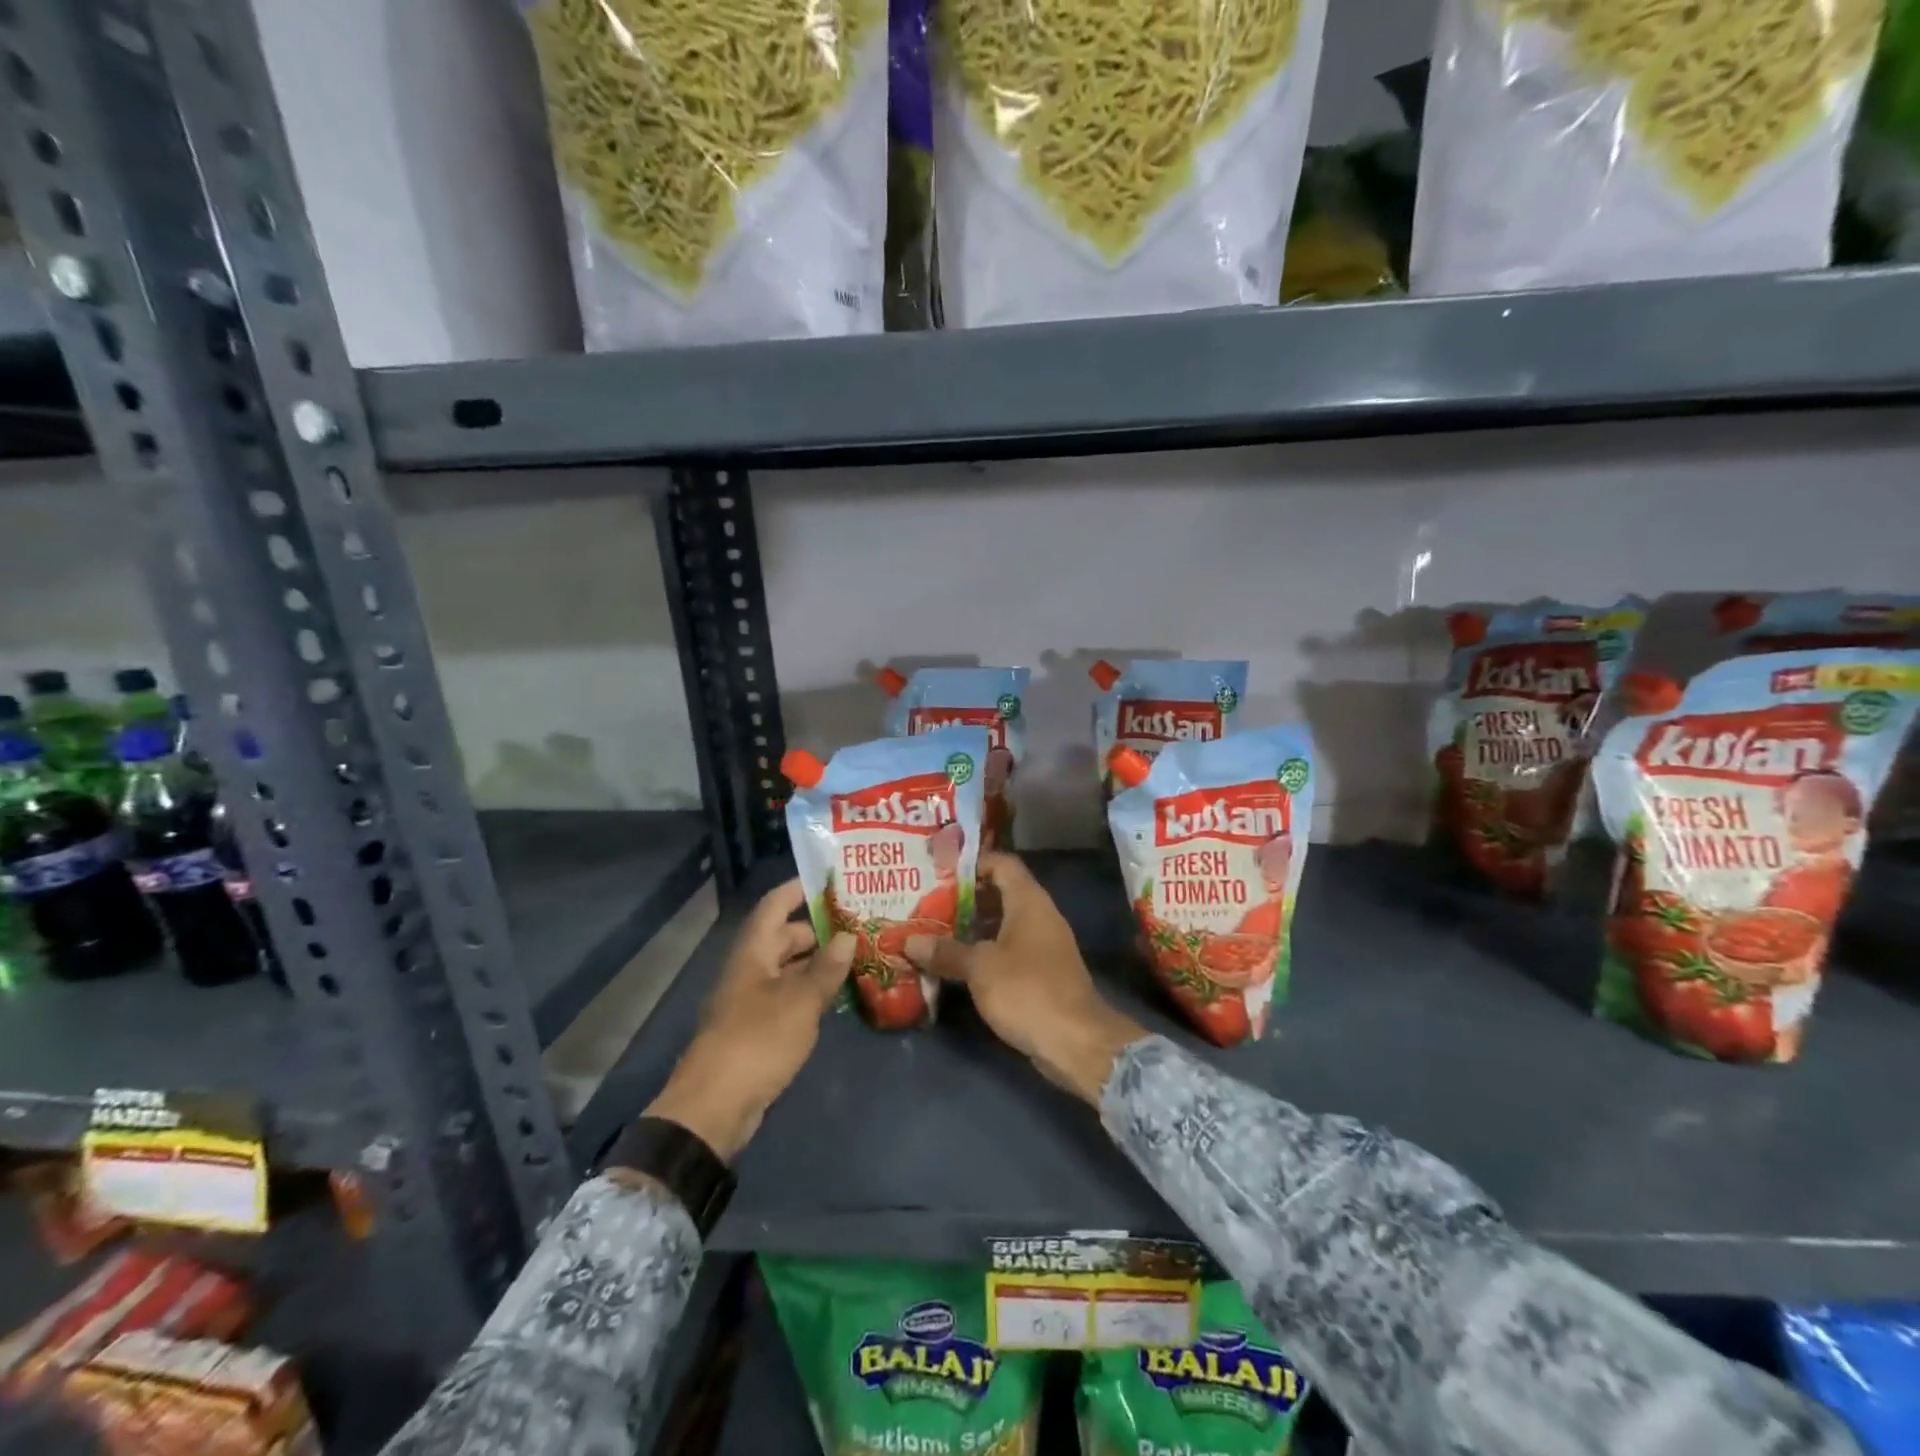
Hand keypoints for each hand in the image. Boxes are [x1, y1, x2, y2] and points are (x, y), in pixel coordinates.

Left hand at [645, 879, 853, 1160]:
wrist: (714, 1108)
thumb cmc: (757, 1041)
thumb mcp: (800, 1002)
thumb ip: (826, 969)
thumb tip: (848, 937)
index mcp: (753, 952)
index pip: (775, 905)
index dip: (799, 888)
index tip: (832, 879)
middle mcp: (751, 969)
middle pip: (786, 936)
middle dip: (821, 928)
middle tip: (861, 923)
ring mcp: (753, 999)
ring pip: (790, 968)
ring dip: (820, 962)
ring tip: (860, 955)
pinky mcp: (759, 1028)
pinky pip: (789, 996)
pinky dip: (812, 991)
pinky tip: (841, 996)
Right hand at [905, 853, 1145, 1103]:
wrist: (1077, 1042)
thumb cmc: (1027, 990)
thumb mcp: (980, 968)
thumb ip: (946, 951)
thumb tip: (909, 941)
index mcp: (1028, 901)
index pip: (1001, 863)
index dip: (972, 863)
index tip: (940, 871)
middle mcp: (1039, 915)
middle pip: (1000, 893)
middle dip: (965, 897)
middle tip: (927, 902)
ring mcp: (1043, 945)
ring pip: (1003, 924)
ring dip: (972, 927)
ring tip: (934, 930)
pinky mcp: (1042, 972)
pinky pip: (1009, 949)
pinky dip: (985, 951)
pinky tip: (958, 964)